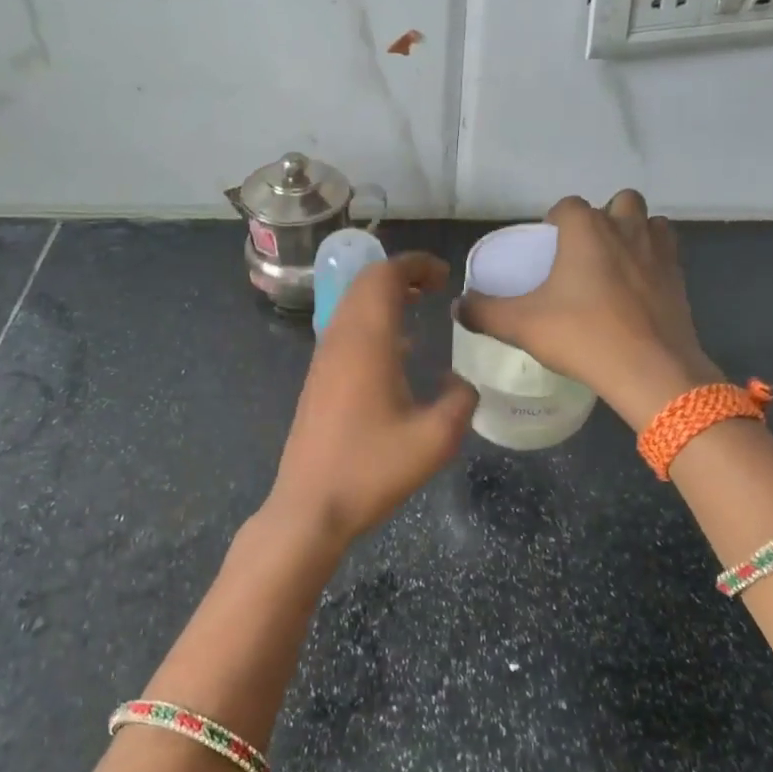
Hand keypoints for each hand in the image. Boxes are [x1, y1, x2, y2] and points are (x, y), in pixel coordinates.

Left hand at [265, 252, 477, 550]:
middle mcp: (339, 340)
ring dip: (384, 299)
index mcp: (366, 342)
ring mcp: (323, 361)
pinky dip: (372, 324)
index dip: (415, 264)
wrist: (311, 507)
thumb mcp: (436, 439)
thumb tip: (460, 381)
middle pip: (364, 285)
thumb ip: (460, 400)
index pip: (384, 276)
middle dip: (400, 275)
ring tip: (419, 310)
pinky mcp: (318, 381)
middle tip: (435, 287)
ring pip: (351, 307)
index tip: (446, 276)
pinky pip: (345, 332)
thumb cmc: (373, 469)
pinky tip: (397, 353)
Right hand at [459, 191, 721, 430]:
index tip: (546, 249)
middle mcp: (626, 228)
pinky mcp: (679, 278)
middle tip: (584, 254)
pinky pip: (667, 252)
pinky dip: (653, 260)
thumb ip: (484, 313)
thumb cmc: (583, 337)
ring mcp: (659, 251)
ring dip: (633, 233)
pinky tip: (638, 288)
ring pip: (648, 222)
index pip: (567, 206)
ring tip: (614, 266)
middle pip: (617, 203)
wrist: (650, 370)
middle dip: (602, 219)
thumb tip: (458, 307)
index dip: (554, 222)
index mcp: (586, 230)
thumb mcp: (521, 326)